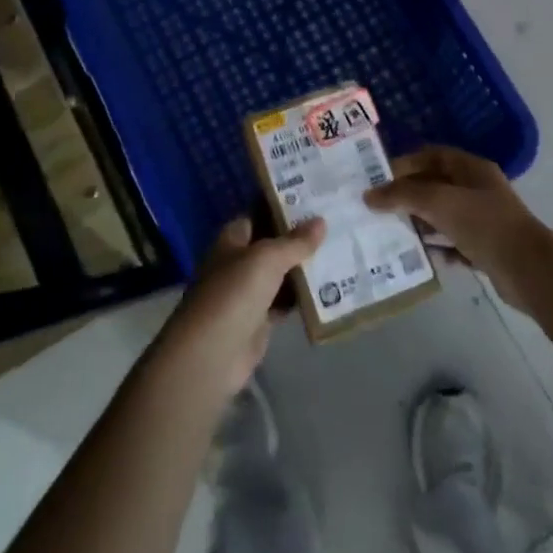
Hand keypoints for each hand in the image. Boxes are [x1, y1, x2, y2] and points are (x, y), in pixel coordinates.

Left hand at [151, 216, 325, 397]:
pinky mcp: (259, 320)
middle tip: (336, 223)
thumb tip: (321, 221)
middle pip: (272, 244)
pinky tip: (330, 288)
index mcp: (232, 240)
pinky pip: (285, 302)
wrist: (211, 354)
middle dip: (300, 237)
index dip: (283, 207)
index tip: (314, 199)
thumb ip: (295, 242)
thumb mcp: (267, 259)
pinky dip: (303, 297)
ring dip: (304, 267)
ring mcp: (248, 293)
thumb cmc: (234, 293)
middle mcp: (239, 262)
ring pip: (281, 274)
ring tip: (340, 250)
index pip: (258, 214)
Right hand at [367, 146, 552, 309]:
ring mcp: (483, 219)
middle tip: (378, 207)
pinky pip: (453, 242)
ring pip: (443, 215)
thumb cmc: (483, 224)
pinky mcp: (485, 247)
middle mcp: (477, 189)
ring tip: (390, 231)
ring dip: (420, 222)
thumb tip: (368, 195)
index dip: (405, 163)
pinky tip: (419, 255)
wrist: (528, 269)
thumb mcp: (438, 202)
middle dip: (408, 195)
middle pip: (435, 185)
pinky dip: (437, 247)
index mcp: (471, 168)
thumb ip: (402, 195)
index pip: (432, 155)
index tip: (378, 178)